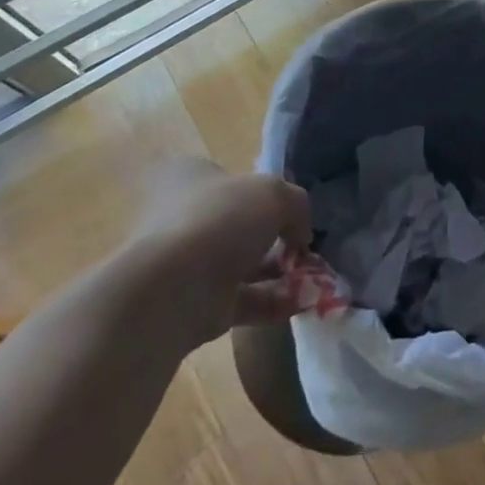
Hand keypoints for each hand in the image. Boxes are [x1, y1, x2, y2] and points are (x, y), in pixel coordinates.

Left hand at [126, 158, 311, 347]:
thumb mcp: (275, 195)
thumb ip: (297, 206)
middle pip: (239, 223)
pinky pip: (242, 300)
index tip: (291, 206)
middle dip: (275, 235)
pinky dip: (272, 301)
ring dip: (278, 270)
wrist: (171, 293)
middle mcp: (184, 219)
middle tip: (305, 244)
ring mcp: (187, 266)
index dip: (263, 190)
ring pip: (242, 263)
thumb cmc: (221, 222)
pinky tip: (301, 302)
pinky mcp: (195, 306)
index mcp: (191, 179)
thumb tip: (300, 233)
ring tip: (313, 275)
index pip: (230, 178)